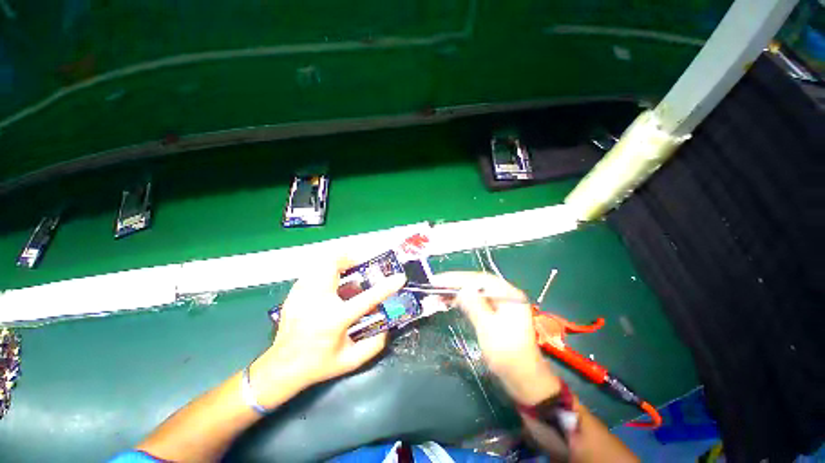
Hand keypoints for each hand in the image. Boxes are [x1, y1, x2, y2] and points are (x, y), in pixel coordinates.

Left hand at [250, 257, 405, 407]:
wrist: (282, 367)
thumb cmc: (319, 364)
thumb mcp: (350, 361)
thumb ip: (374, 344)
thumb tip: (387, 326)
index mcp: (335, 319)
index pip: (367, 298)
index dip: (386, 286)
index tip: (400, 277)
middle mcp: (317, 301)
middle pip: (333, 265)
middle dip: (350, 259)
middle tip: (361, 265)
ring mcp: (303, 294)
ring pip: (320, 263)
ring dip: (337, 262)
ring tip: (347, 271)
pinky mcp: (295, 292)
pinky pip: (313, 271)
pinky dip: (325, 270)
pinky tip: (330, 283)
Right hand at [432, 272, 559, 404]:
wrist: (523, 380)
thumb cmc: (508, 355)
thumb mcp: (489, 329)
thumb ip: (475, 305)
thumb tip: (462, 288)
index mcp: (509, 295)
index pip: (480, 279)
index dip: (458, 278)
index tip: (439, 280)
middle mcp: (505, 295)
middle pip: (476, 283)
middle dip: (455, 283)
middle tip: (434, 285)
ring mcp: (500, 305)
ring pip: (474, 292)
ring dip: (456, 292)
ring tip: (437, 293)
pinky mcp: (494, 314)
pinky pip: (475, 302)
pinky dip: (462, 301)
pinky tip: (449, 301)